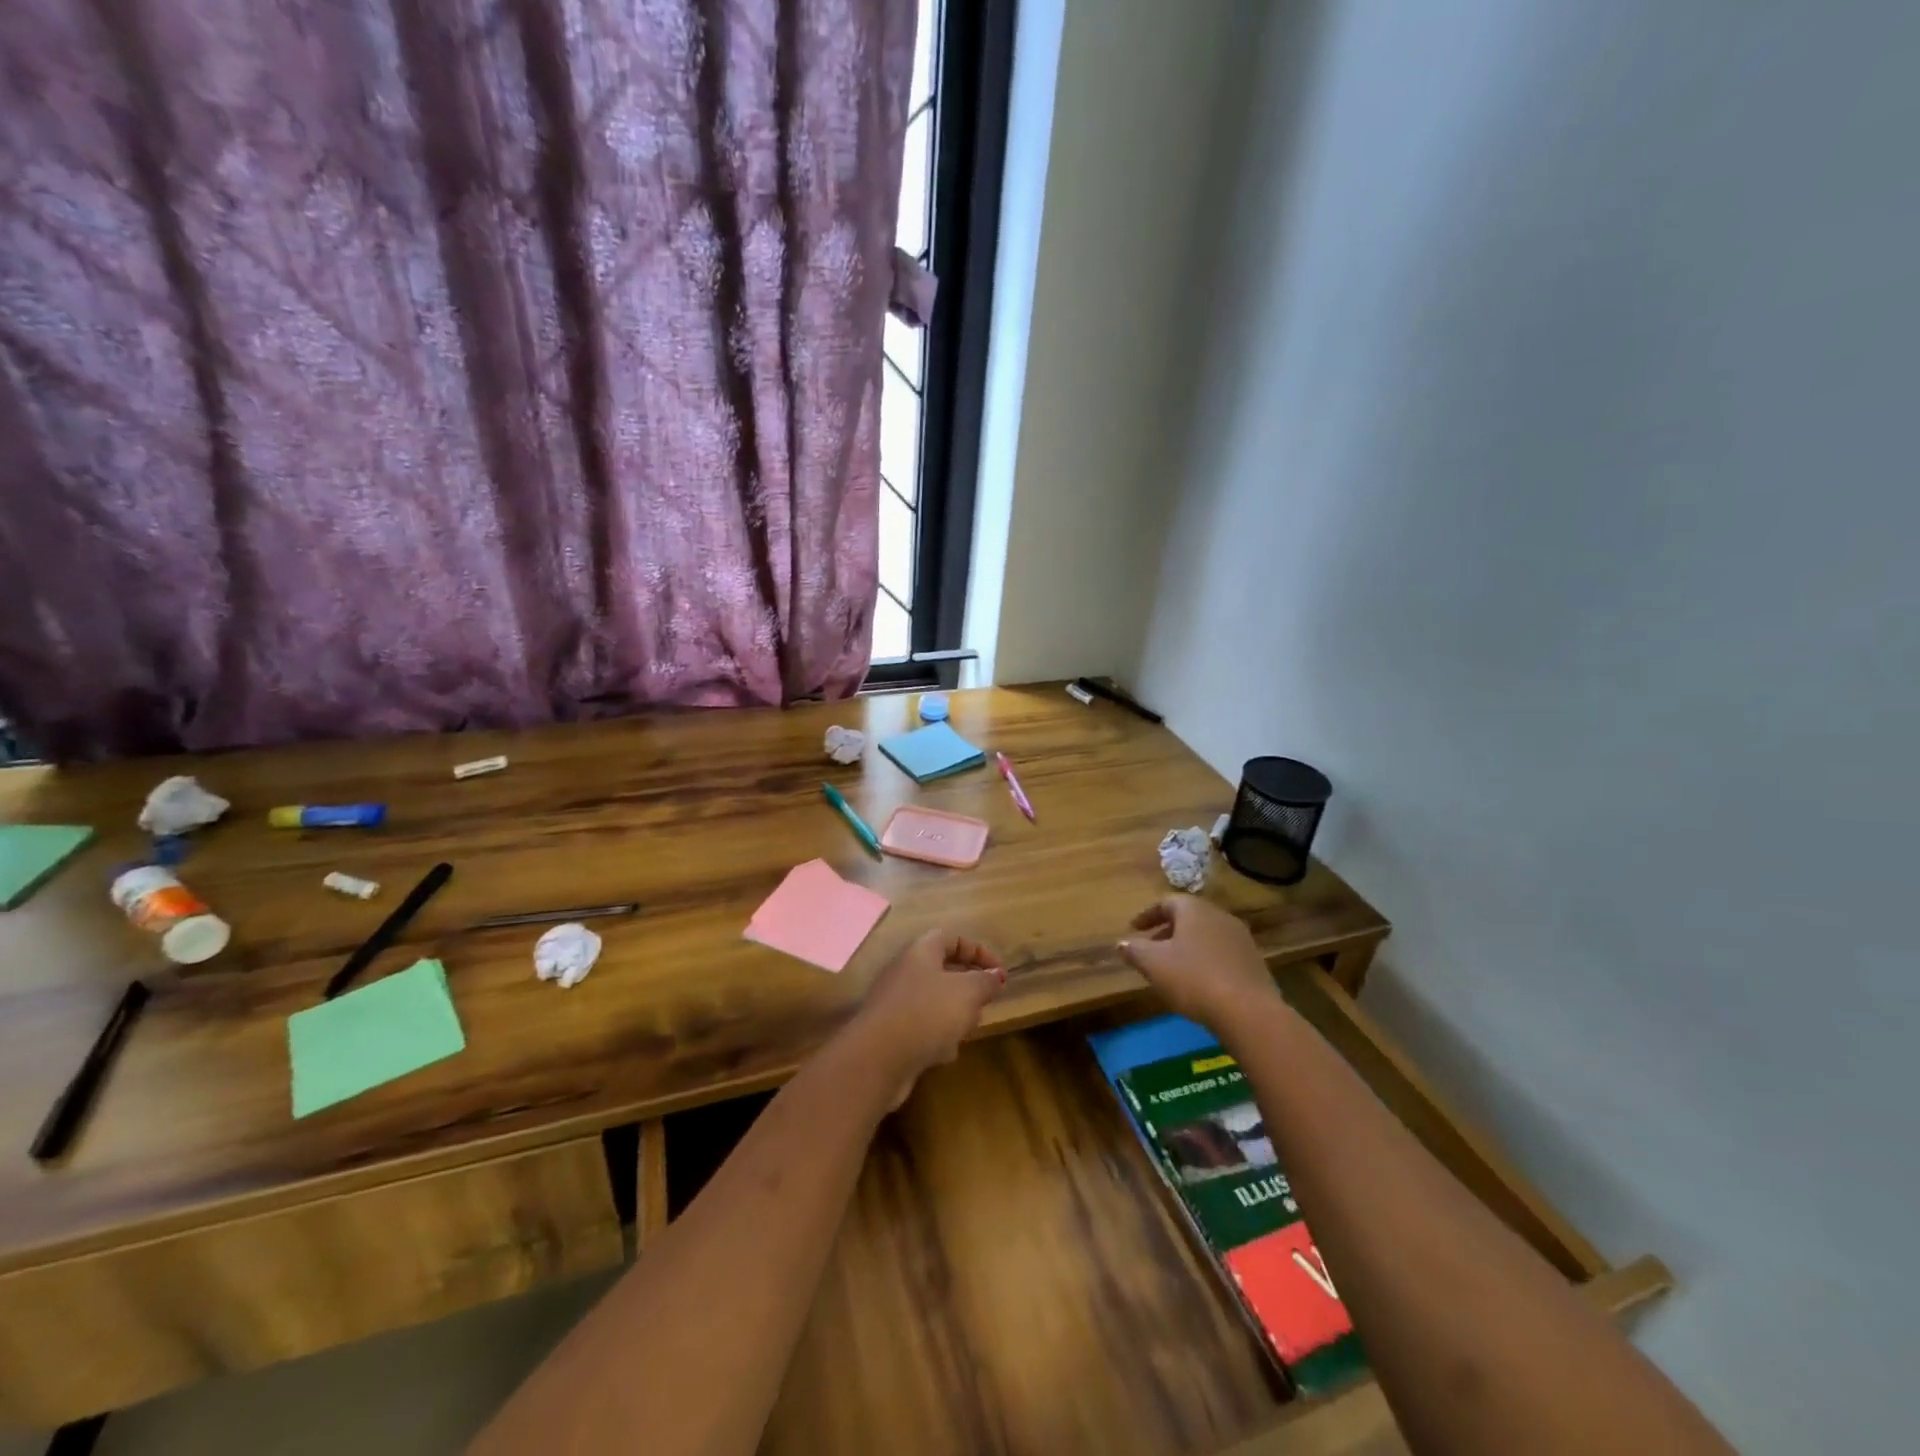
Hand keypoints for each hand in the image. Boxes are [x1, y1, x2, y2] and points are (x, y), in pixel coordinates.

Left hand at [848, 930, 1005, 1106]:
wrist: (877, 1058)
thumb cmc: (927, 1013)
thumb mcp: (967, 992)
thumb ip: (985, 981)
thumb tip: (996, 975)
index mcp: (921, 951)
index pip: (953, 938)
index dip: (978, 951)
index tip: (999, 973)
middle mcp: (905, 970)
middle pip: (943, 970)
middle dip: (969, 987)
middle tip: (986, 1002)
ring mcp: (896, 1002)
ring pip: (934, 1001)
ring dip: (955, 1014)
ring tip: (968, 1029)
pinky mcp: (891, 1032)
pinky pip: (922, 1026)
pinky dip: (936, 1036)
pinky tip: (944, 1053)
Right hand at [1118, 897, 1279, 1029]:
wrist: (1249, 1012)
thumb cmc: (1194, 979)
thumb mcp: (1153, 964)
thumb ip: (1135, 950)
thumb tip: (1121, 942)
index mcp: (1194, 910)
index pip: (1166, 902)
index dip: (1147, 915)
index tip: (1133, 929)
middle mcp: (1219, 916)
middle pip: (1188, 917)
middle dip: (1167, 931)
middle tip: (1151, 948)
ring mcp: (1241, 939)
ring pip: (1206, 935)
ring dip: (1187, 946)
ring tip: (1173, 967)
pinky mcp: (1254, 962)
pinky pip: (1222, 953)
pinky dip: (1205, 960)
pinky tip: (1199, 982)